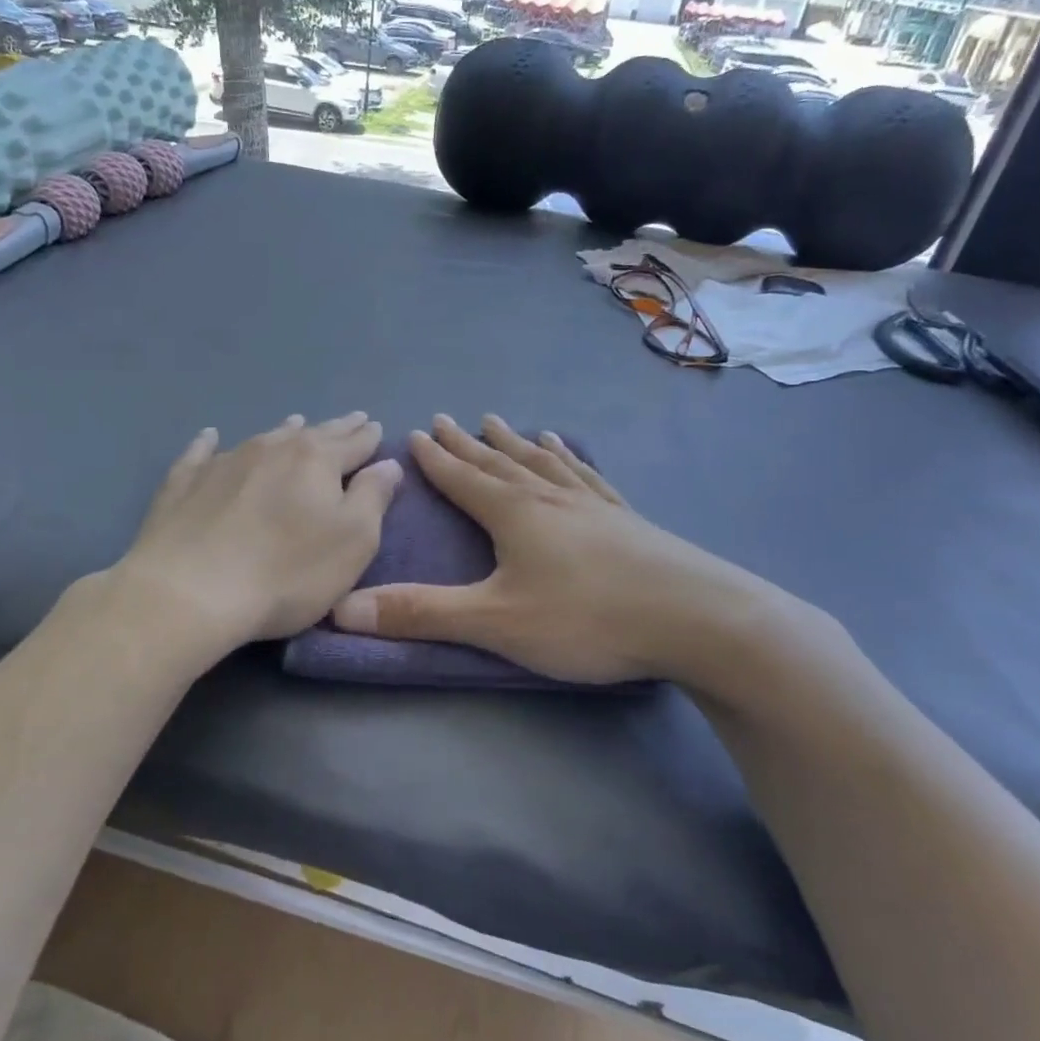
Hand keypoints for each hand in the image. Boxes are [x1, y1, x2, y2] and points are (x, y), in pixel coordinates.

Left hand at [110, 413, 402, 658]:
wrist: (190, 591)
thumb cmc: (287, 572)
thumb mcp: (353, 541)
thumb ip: (373, 498)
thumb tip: (387, 464)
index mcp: (316, 461)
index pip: (352, 443)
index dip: (367, 437)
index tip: (374, 427)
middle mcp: (272, 449)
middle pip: (312, 434)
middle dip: (336, 428)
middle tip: (351, 419)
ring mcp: (224, 462)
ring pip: (264, 438)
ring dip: (284, 431)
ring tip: (296, 422)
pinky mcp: (184, 483)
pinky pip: (201, 454)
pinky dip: (209, 444)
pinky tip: (210, 437)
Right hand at [332, 414, 819, 693]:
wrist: (696, 618)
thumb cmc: (587, 619)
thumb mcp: (496, 622)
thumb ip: (421, 614)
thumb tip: (343, 608)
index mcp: (515, 513)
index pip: (463, 478)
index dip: (436, 458)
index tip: (415, 432)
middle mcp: (550, 497)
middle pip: (500, 462)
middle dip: (468, 444)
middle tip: (447, 419)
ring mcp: (593, 504)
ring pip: (542, 463)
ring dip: (515, 444)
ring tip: (501, 423)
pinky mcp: (627, 519)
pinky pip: (587, 477)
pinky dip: (569, 460)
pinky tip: (569, 451)